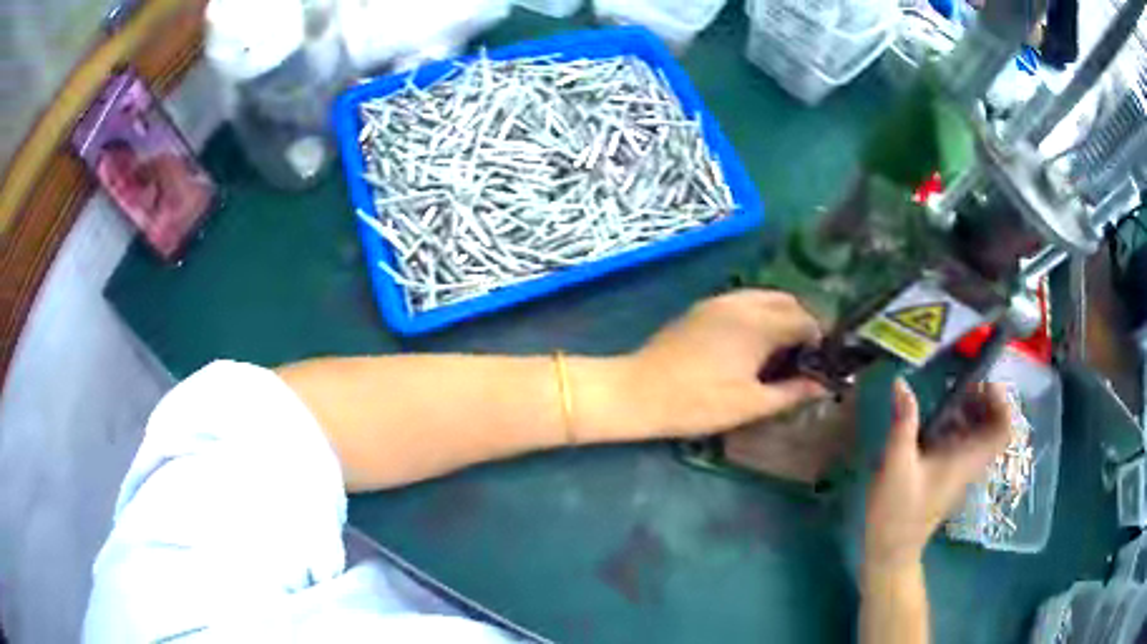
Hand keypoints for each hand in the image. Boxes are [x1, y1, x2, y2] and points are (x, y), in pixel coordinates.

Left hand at [625, 290, 825, 437]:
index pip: (805, 319)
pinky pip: (744, 302)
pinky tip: (753, 346)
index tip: (823, 364)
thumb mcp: (751, 404)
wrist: (638, 392)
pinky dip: (759, 316)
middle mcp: (742, 302)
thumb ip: (793, 392)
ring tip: (781, 354)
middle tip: (805, 358)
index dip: (821, 340)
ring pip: (765, 298)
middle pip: (788, 302)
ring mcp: (719, 301)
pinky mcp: (702, 308)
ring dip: (781, 318)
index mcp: (759, 322)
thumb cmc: (698, 402)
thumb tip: (825, 386)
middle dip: (803, 324)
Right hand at [865, 379, 1010, 571]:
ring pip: (979, 435)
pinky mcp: (947, 476)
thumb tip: (901, 382)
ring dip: (971, 412)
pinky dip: (957, 426)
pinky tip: (935, 422)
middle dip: (984, 401)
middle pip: (994, 427)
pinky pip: (964, 443)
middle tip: (963, 385)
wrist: (891, 552)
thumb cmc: (897, 512)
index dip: (1002, 402)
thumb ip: (903, 423)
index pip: (1003, 430)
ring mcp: (959, 470)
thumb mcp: (897, 465)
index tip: (983, 383)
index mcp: (966, 459)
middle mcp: (969, 463)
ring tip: (949, 397)